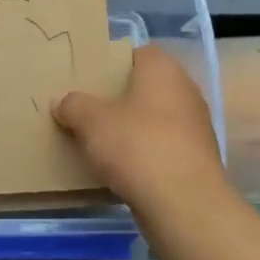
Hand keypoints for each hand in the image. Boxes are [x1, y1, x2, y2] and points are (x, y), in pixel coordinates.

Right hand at [53, 45, 228, 211]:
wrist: (185, 205)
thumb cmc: (138, 147)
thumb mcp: (92, 122)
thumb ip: (74, 105)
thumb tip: (62, 100)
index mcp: (163, 70)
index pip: (137, 53)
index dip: (113, 64)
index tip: (90, 79)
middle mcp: (185, 91)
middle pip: (146, 87)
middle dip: (120, 98)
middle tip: (89, 109)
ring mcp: (195, 127)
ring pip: (155, 119)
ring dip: (133, 128)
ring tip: (100, 140)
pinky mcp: (197, 160)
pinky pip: (163, 147)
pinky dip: (145, 154)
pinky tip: (122, 168)